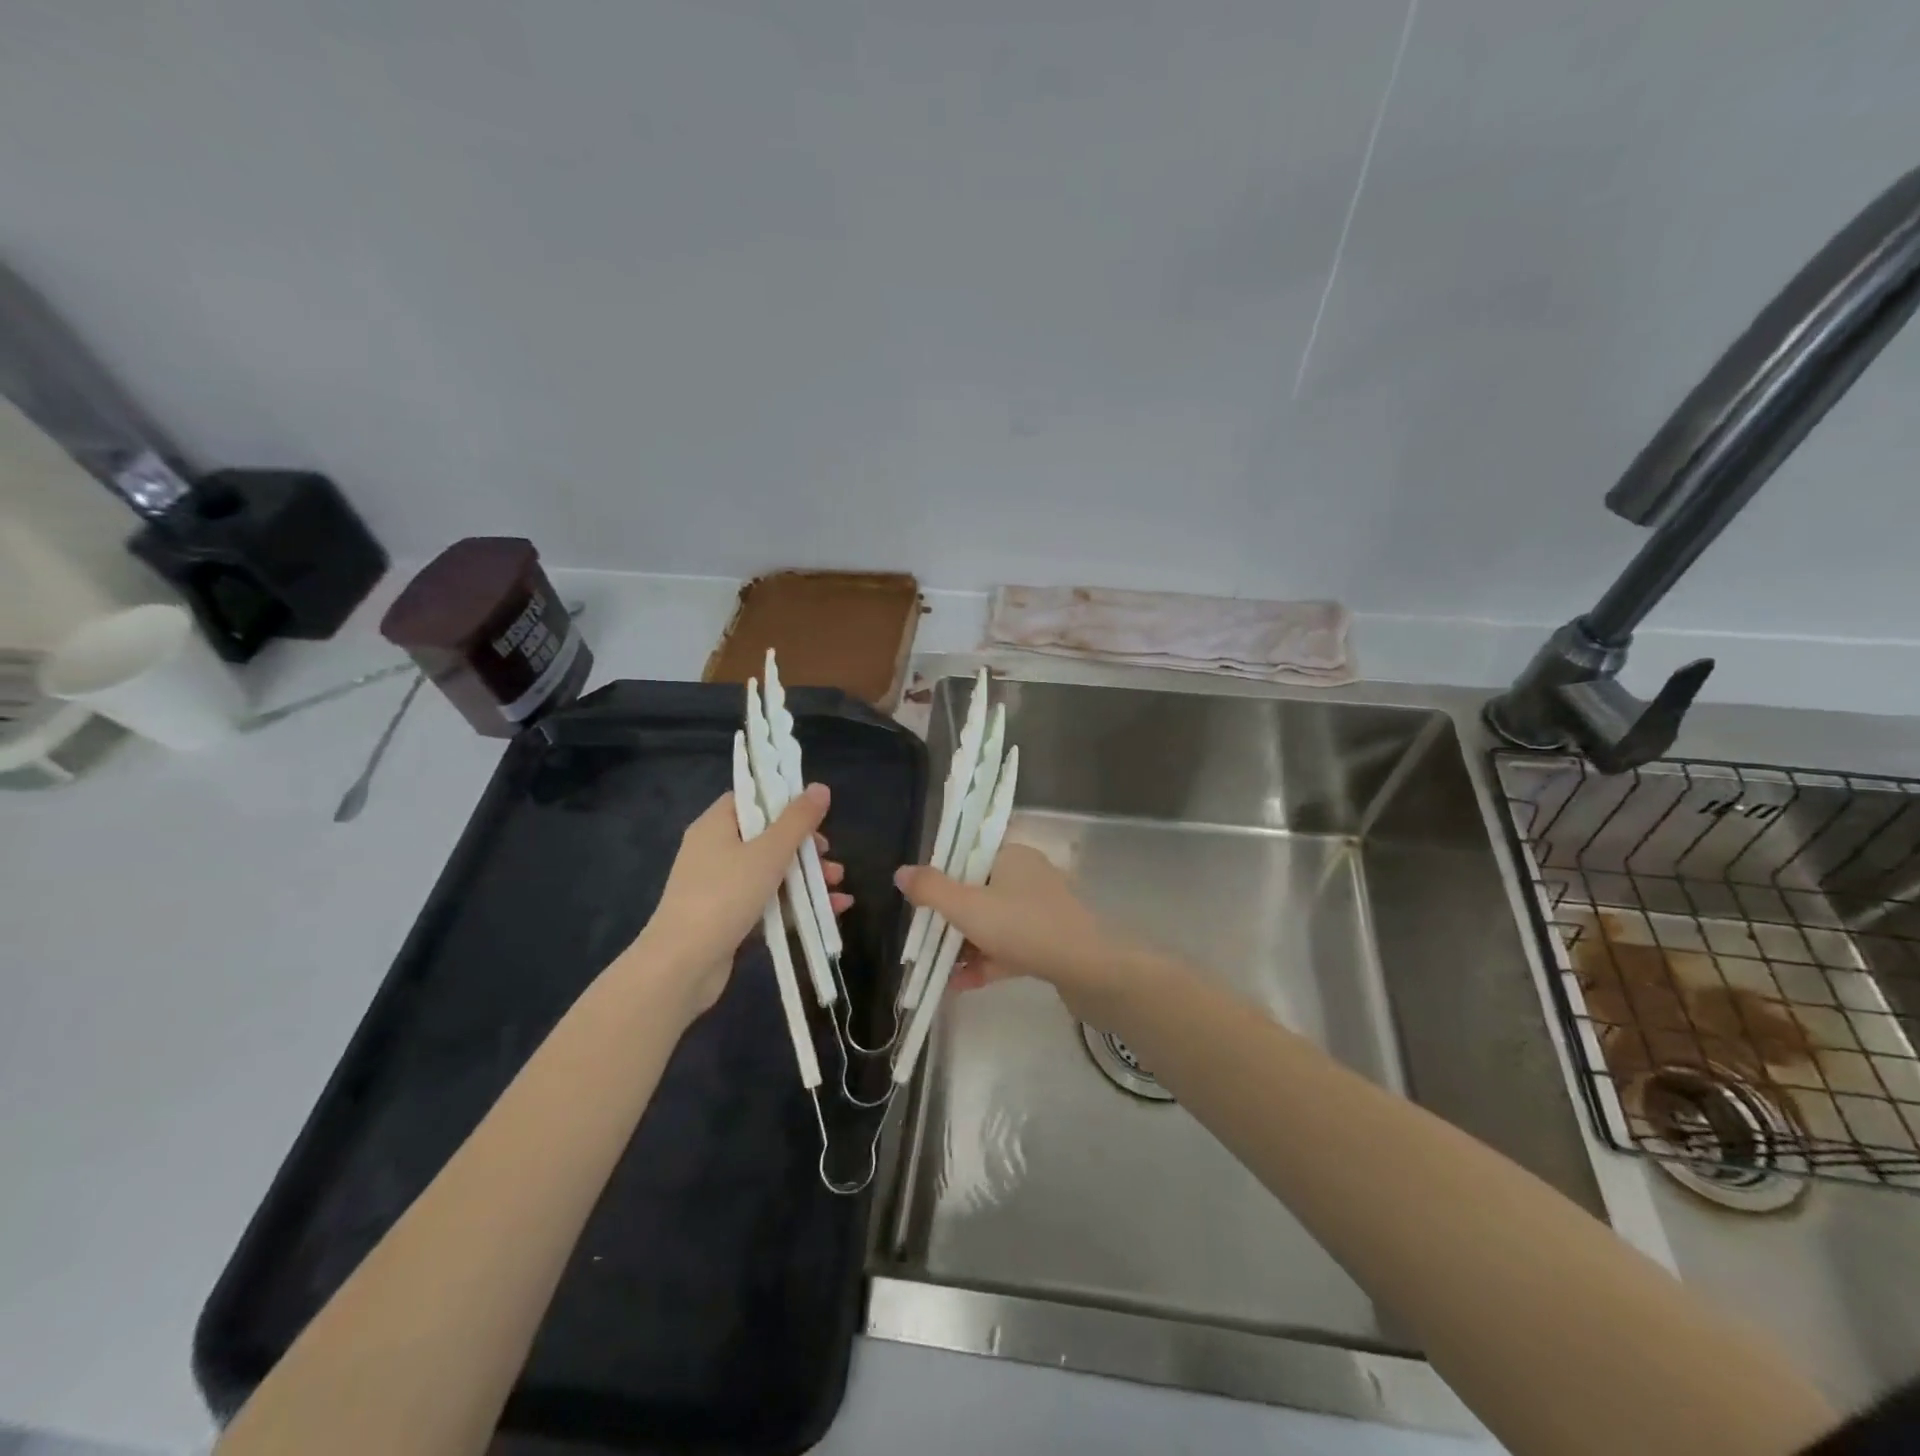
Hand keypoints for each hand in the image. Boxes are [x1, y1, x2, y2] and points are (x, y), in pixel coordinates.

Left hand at [628, 783, 850, 1013]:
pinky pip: (768, 902)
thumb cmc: (725, 896)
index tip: (813, 813)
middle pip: (766, 837)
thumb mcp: (768, 853)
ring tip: (837, 886)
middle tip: (828, 855)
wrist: (682, 965)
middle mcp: (714, 851)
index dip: (783, 801)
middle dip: (804, 847)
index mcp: (715, 826)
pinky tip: (831, 910)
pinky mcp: (728, 919)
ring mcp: (720, 887)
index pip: (750, 799)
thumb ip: (797, 821)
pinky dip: (796, 903)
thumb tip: (820, 787)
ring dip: (806, 877)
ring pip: (771, 872)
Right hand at [894, 844, 1129, 1019]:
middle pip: (978, 893)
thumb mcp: (968, 907)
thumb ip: (932, 890)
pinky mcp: (1051, 942)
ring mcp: (1043, 911)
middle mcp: (1029, 877)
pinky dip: (986, 963)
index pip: (969, 858)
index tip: (920, 906)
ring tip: (937, 971)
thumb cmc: (1024, 927)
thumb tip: (901, 872)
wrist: (1091, 971)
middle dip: (950, 920)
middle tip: (924, 942)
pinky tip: (960, 986)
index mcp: (1013, 856)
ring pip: (993, 924)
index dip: (942, 880)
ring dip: (965, 946)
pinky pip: (1010, 948)